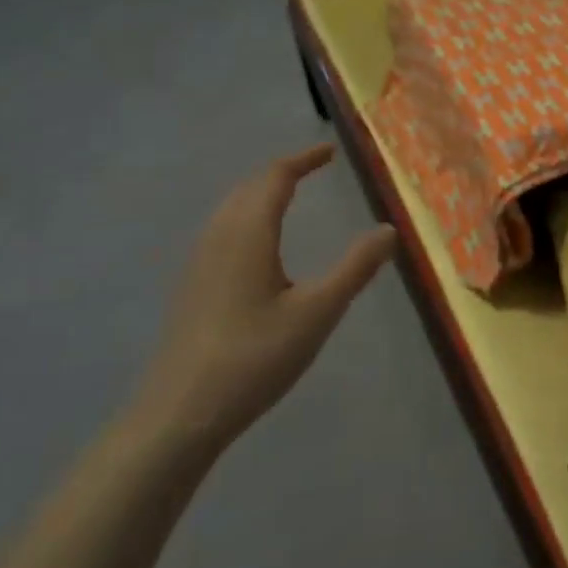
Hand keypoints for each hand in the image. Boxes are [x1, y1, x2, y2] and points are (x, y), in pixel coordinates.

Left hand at [131, 146, 395, 455]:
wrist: (179, 415)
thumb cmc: (254, 358)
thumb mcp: (318, 312)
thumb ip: (356, 268)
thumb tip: (389, 229)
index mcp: (248, 235)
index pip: (274, 178)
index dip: (302, 160)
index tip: (330, 152)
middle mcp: (218, 239)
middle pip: (248, 189)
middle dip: (281, 172)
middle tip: (313, 168)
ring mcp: (198, 264)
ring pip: (230, 210)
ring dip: (260, 193)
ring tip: (289, 196)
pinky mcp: (191, 288)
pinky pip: (221, 231)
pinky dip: (246, 217)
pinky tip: (257, 246)